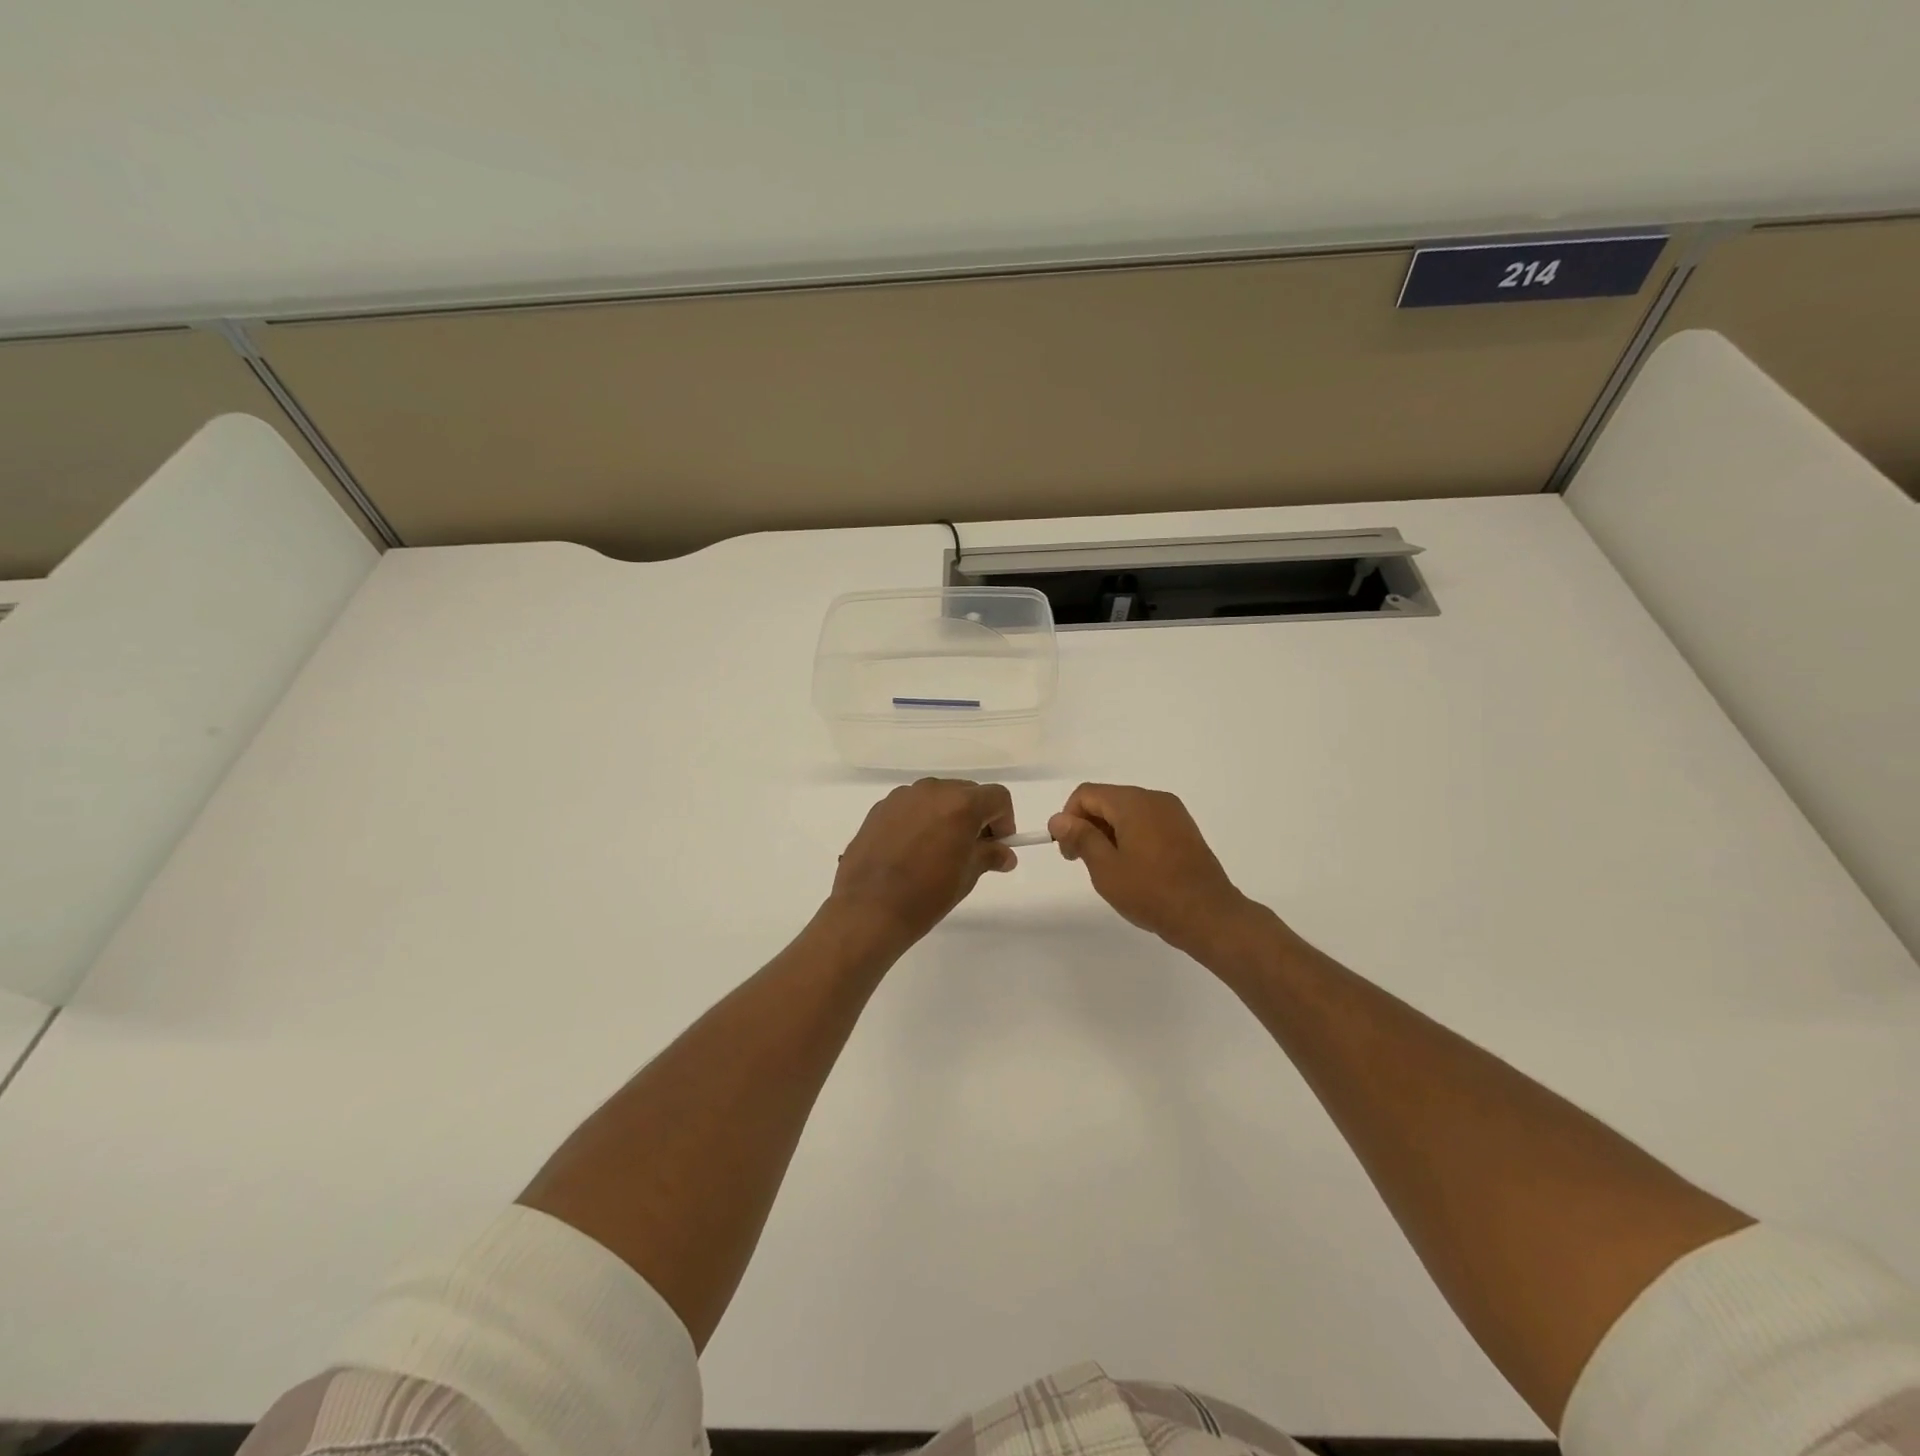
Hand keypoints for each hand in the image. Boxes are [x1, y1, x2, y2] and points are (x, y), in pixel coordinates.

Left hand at [827, 779, 1016, 955]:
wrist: (868, 910)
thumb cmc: (926, 895)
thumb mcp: (967, 877)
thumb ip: (989, 856)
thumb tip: (1005, 854)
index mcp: (960, 804)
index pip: (997, 797)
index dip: (1004, 820)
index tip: (998, 846)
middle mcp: (932, 790)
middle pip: (967, 792)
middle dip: (976, 816)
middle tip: (971, 850)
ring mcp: (902, 796)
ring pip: (937, 797)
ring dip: (947, 816)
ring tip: (938, 851)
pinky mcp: (880, 808)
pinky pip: (912, 806)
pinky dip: (921, 820)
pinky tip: (911, 850)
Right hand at [1049, 783, 1253, 958]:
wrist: (1208, 916)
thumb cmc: (1151, 892)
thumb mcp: (1105, 868)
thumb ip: (1080, 837)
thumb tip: (1058, 819)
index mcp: (1133, 802)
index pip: (1086, 794)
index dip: (1069, 819)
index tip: (1069, 852)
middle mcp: (1154, 798)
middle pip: (1107, 800)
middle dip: (1088, 826)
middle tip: (1084, 863)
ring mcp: (1173, 813)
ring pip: (1127, 812)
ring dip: (1109, 833)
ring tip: (1110, 869)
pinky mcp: (1184, 829)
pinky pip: (1147, 822)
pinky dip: (1131, 837)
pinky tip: (1134, 868)